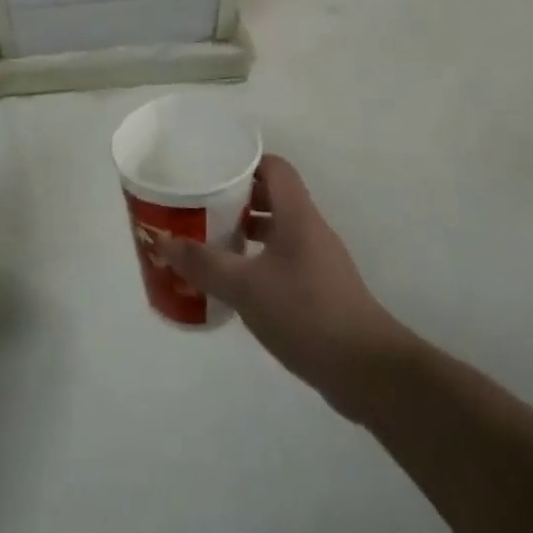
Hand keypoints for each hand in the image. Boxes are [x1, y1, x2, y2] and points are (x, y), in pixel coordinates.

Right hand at [155, 153, 411, 421]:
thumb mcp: (245, 287)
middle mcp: (310, 230)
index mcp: (297, 215)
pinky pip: (283, 259)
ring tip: (211, 241)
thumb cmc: (306, 313)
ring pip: (278, 229)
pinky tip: (236, 282)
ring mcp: (318, 261)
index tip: (212, 169)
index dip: (245, 162)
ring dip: (247, 230)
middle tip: (201, 205)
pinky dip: (258, 260)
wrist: (368, 371)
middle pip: (273, 196)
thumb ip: (204, 263)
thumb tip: (164, 242)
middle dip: (237, 197)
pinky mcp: (320, 290)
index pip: (274, 167)